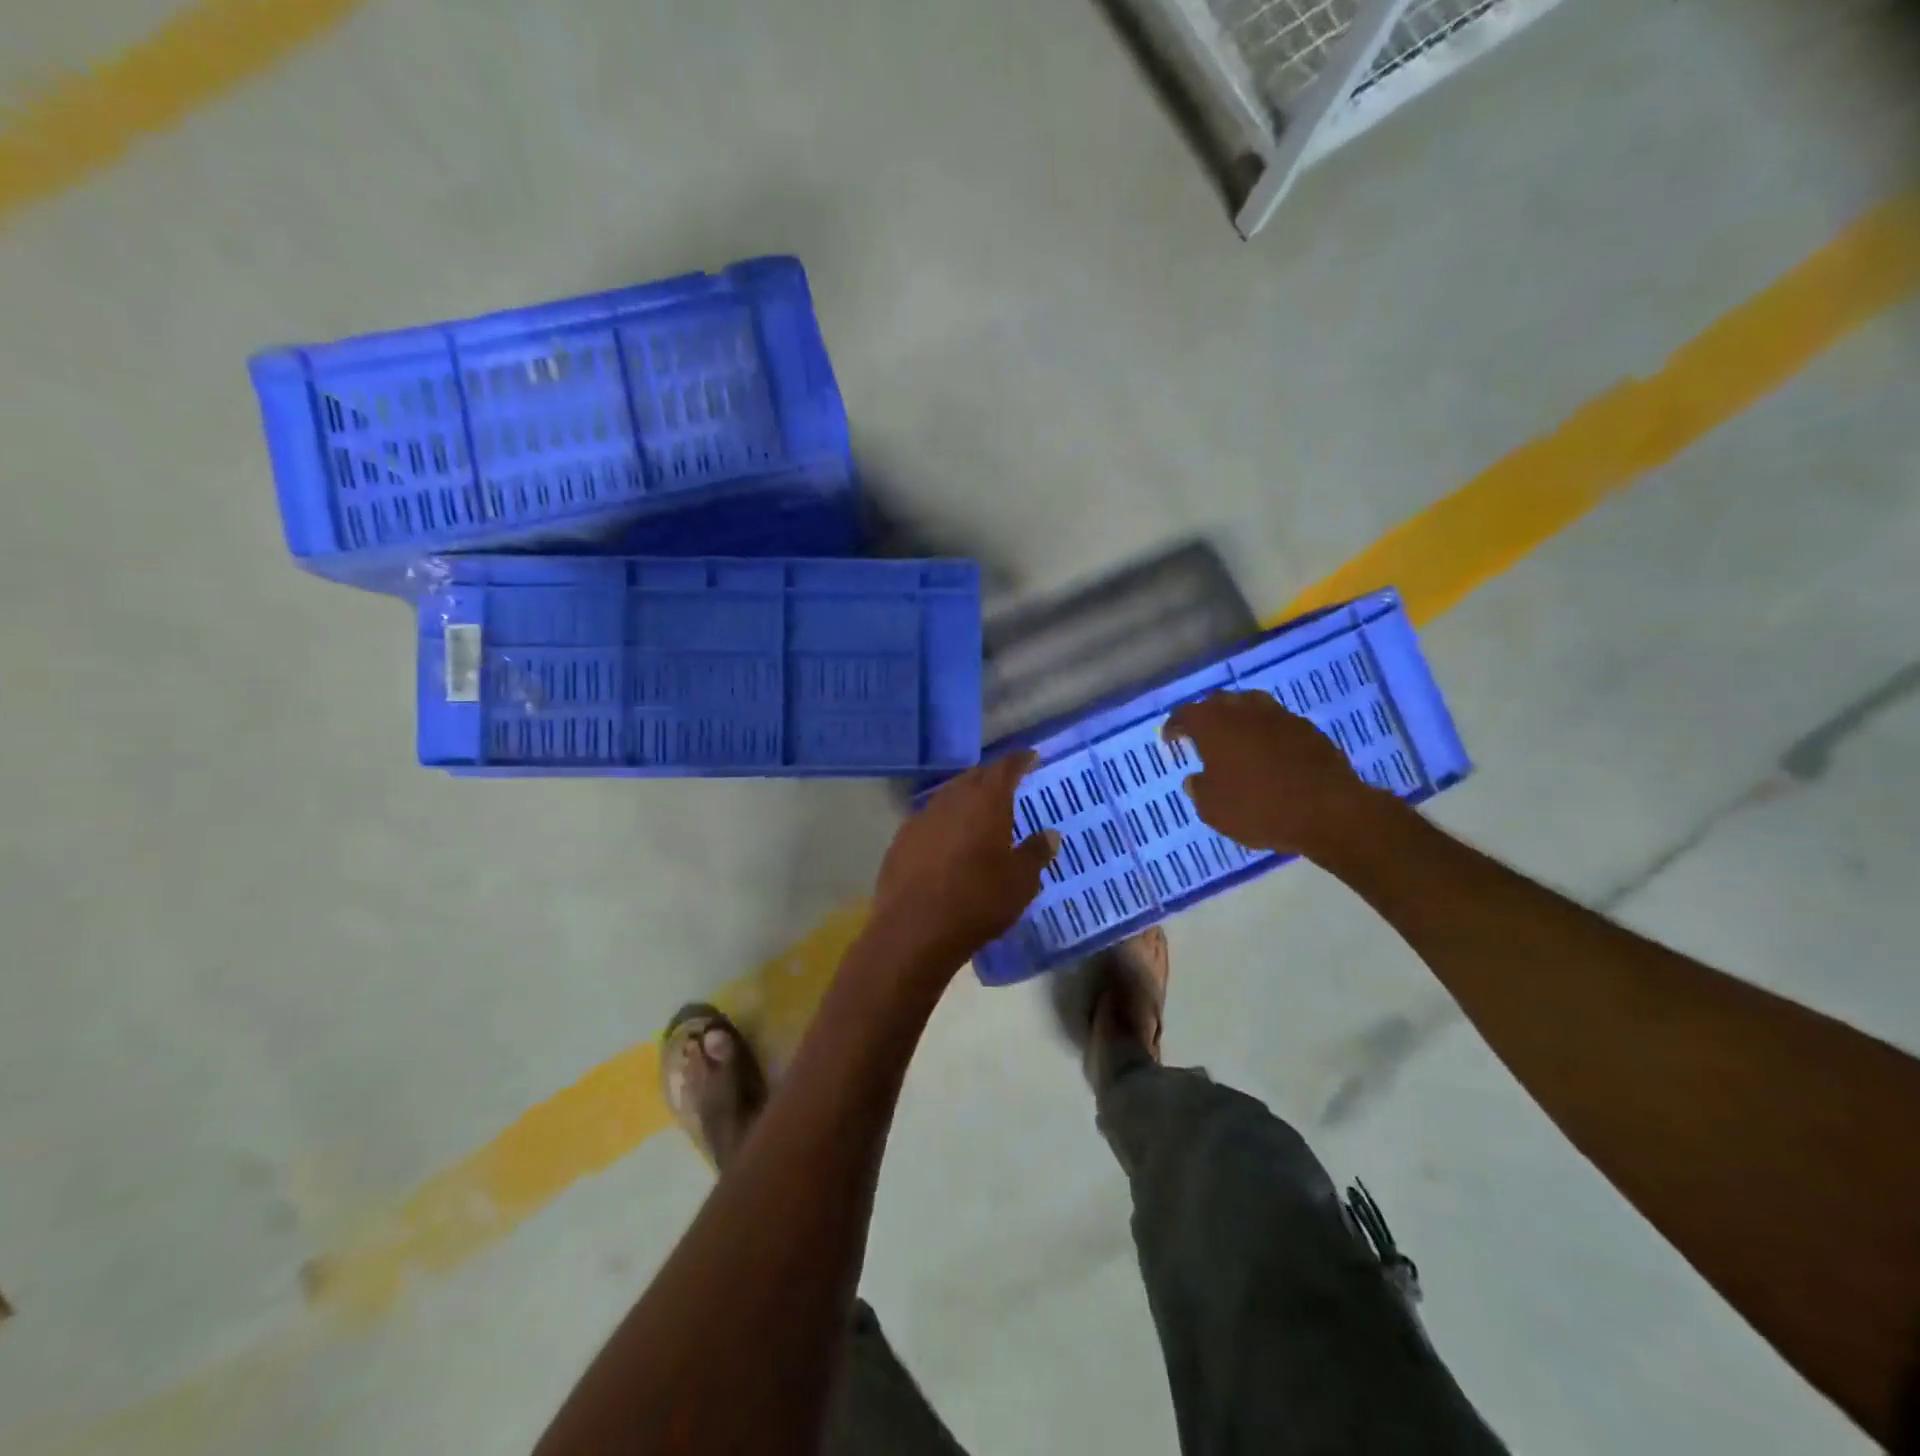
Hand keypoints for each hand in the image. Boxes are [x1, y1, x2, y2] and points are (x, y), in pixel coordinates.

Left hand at [869, 752, 1059, 973]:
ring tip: (978, 814)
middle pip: (973, 778)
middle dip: (991, 779)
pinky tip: (948, 843)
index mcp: (985, 802)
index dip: (1019, 761)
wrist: (914, 929)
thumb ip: (1036, 853)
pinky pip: (928, 822)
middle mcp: (951, 800)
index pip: (1005, 768)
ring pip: (948, 798)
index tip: (1030, 757)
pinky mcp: (900, 841)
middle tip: (1006, 785)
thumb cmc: (978, 900)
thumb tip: (1049, 835)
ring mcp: (921, 819)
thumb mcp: (1021, 882)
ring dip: (965, 801)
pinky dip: (944, 824)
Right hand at [1161, 690, 1381, 855]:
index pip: (1185, 714)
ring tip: (1234, 740)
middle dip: (1206, 717)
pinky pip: (1276, 722)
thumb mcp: (1213, 809)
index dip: (1174, 726)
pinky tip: (1267, 753)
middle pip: (1218, 702)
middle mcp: (1244, 710)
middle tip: (1200, 737)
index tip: (1170, 740)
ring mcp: (1279, 716)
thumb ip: (1199, 789)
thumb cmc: (1259, 808)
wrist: (1327, 812)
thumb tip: (1197, 779)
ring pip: (1250, 706)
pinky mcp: (1307, 729)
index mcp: (1214, 725)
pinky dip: (1265, 732)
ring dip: (1238, 719)